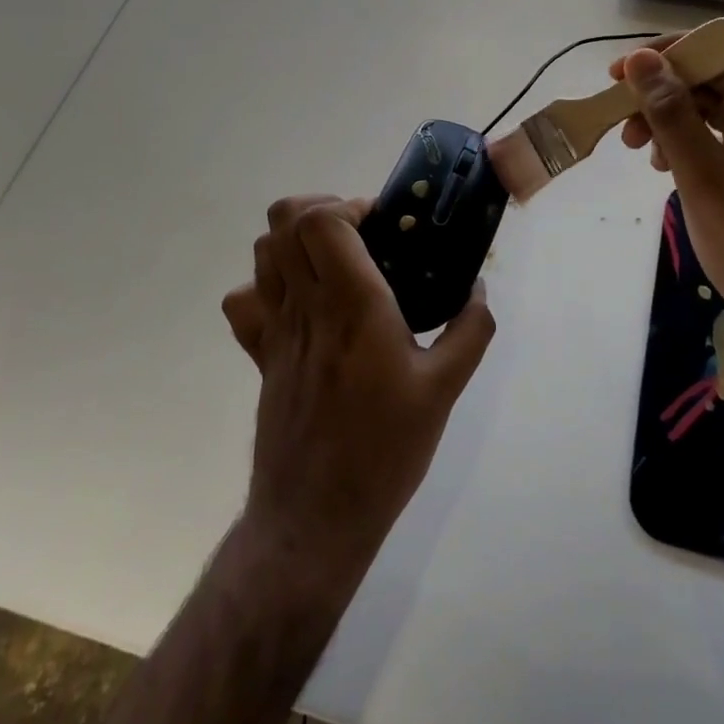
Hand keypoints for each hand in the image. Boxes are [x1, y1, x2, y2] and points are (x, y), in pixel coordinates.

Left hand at [219, 196, 495, 580]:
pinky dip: (266, 286)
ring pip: (262, 253)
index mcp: (353, 306)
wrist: (315, 517)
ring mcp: (275, 331)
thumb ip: (470, 331)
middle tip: (362, 235)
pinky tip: (301, 304)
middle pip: (284, 221)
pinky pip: (244, 302)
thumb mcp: (445, 390)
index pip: (323, 221)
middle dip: (323, 209)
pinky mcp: (261, 357)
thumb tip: (478, 289)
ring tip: (336, 263)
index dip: (350, 205)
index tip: (384, 225)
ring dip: (296, 241)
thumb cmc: (385, 450)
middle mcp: (306, 307)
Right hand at [614, 43, 723, 359]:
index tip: (616, 76)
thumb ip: (672, 115)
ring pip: (713, 108)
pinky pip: (722, 137)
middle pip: (714, 77)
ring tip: (638, 152)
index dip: (666, 55)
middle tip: (621, 127)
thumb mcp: (705, 180)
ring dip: (670, 120)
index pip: (719, 50)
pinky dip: (689, 144)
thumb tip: (639, 60)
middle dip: (662, 93)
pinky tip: (666, 168)